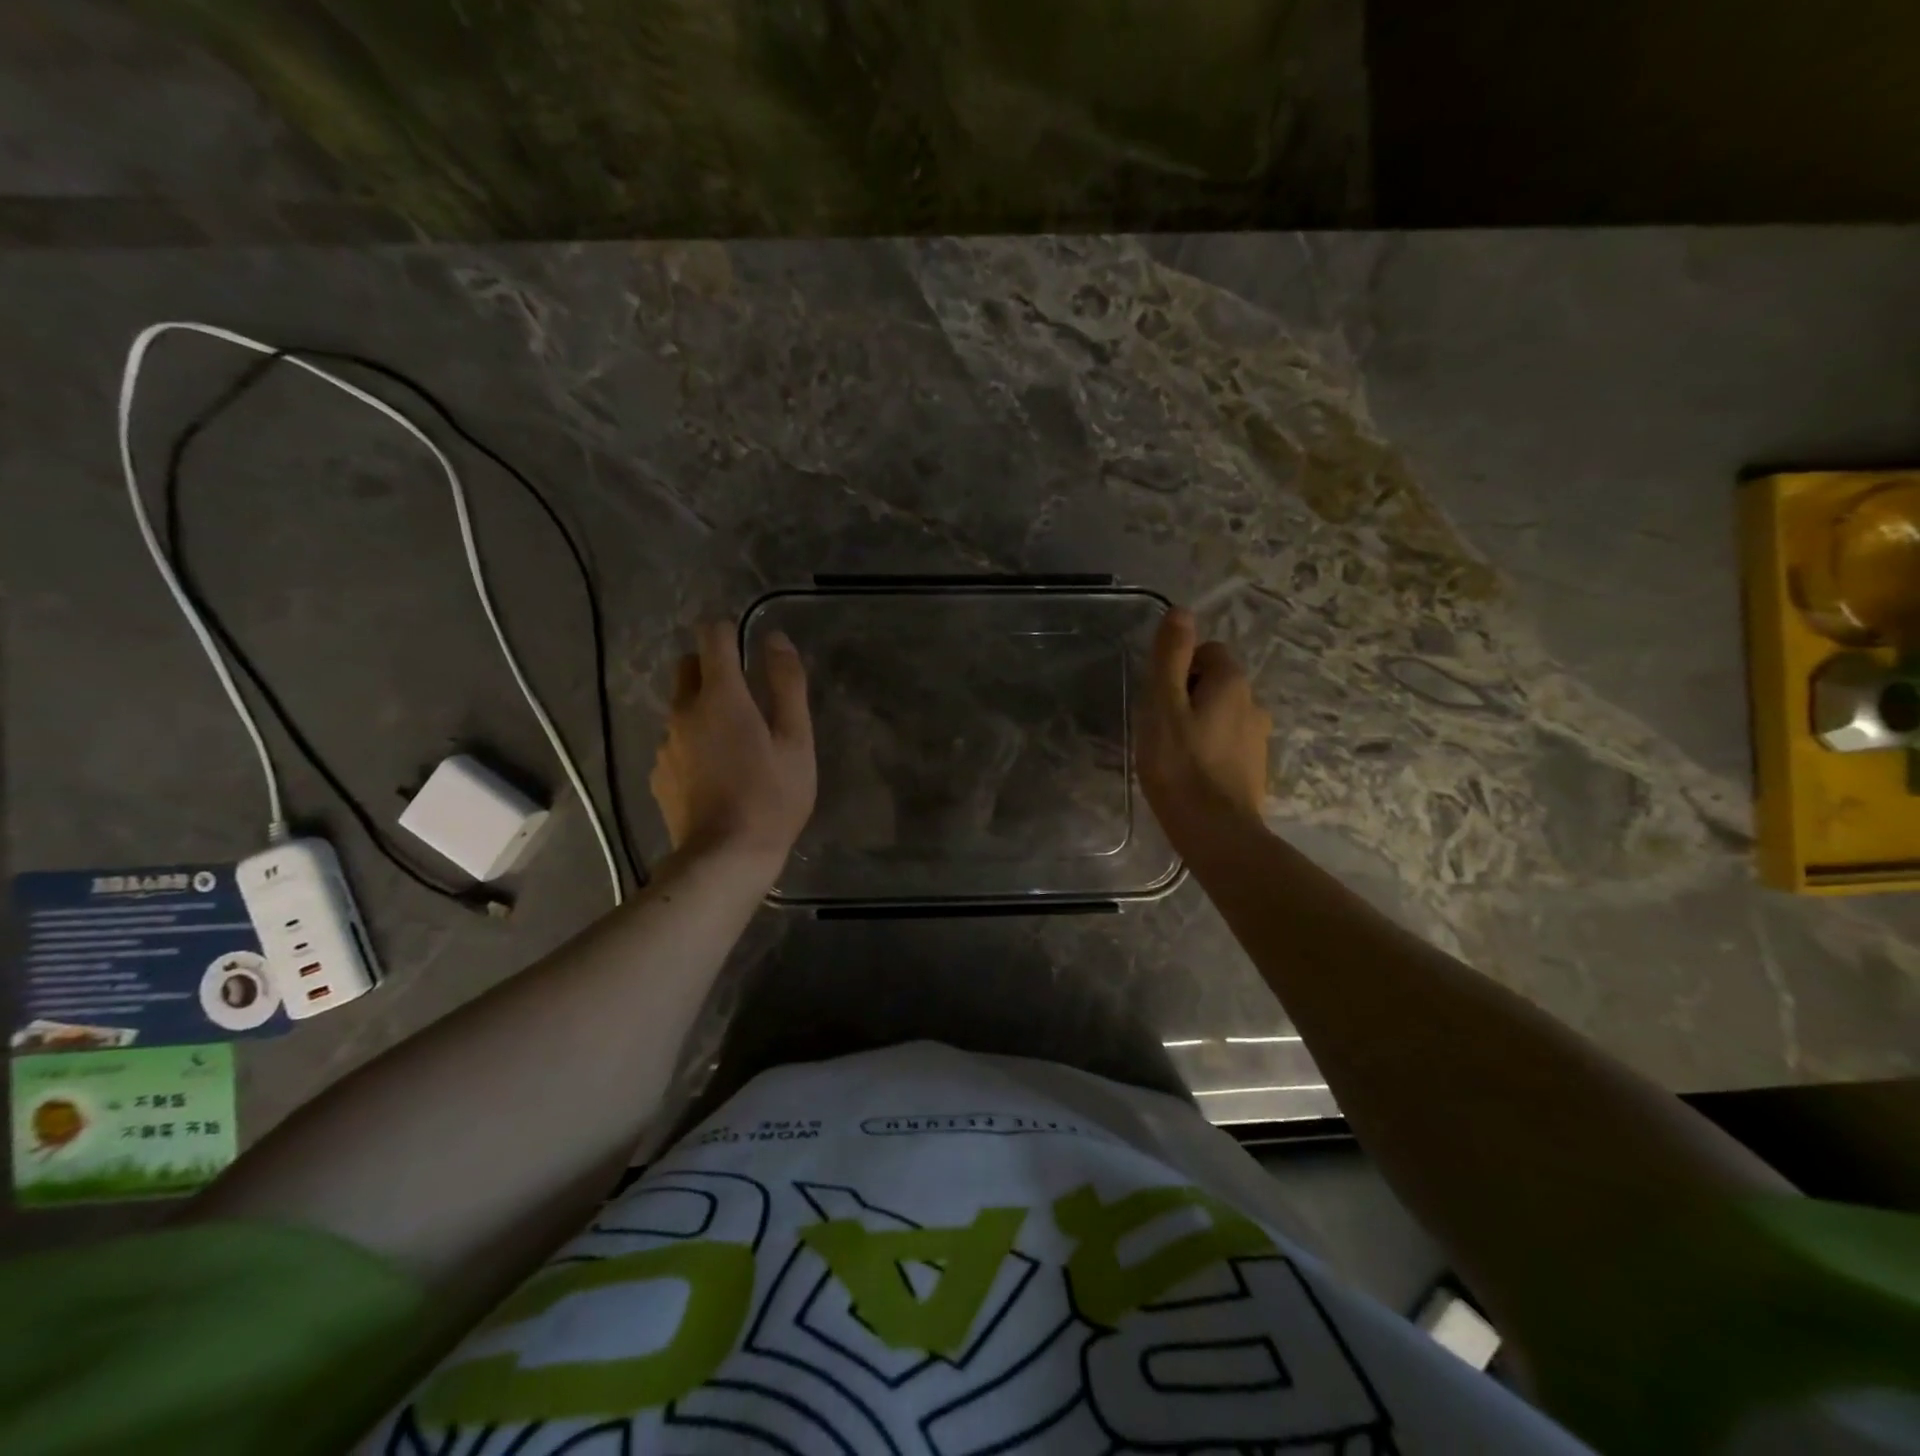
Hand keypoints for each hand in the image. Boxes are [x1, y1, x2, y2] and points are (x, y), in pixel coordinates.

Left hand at [651, 621, 816, 867]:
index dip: (729, 631)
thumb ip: (787, 685)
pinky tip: (716, 775)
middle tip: (746, 699)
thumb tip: (776, 640)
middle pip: (689, 668)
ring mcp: (665, 744)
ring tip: (735, 745)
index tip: (747, 646)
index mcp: (720, 695)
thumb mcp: (796, 740)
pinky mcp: (658, 774)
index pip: (712, 636)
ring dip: (703, 710)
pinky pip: (676, 742)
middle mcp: (683, 710)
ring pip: (682, 708)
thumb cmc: (772, 796)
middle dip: (713, 668)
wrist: (725, 858)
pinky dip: (693, 744)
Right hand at [1136, 608, 1272, 835]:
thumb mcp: (1164, 706)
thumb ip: (1171, 657)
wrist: (1216, 831)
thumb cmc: (1180, 765)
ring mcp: (1258, 738)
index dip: (1179, 668)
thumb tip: (1182, 611)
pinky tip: (1191, 772)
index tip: (1160, 699)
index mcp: (1232, 683)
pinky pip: (1228, 743)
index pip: (1207, 652)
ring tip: (1174, 753)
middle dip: (1188, 695)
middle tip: (1161, 727)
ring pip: (1222, 714)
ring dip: (1199, 723)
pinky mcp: (1255, 768)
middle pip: (1215, 682)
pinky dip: (1210, 749)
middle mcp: (1254, 703)